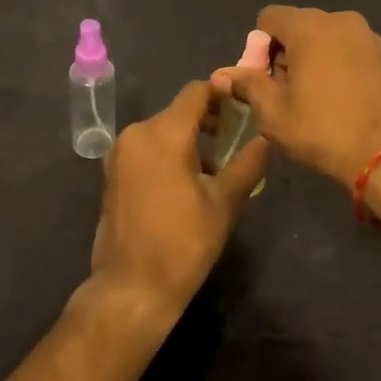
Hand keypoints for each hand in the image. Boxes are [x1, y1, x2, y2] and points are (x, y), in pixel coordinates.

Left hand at [88, 80, 270, 325]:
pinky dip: (167, 152)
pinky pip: (147, 148)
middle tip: (235, 141)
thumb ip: (248, 163)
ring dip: (188, 138)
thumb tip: (267, 138)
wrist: (132, 288)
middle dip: (208, 120)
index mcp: (163, 132)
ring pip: (162, 130)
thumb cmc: (183, 243)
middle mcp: (136, 133)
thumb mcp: (224, 202)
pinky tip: (186, 180)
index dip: (222, 94)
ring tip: (215, 166)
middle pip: (178, 111)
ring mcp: (120, 153)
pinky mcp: (113, 172)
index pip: (196, 92)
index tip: (244, 107)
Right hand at [216, 6, 380, 188]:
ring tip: (314, 97)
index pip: (268, 18)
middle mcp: (339, 20)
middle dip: (285, 53)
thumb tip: (223, 75)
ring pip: (324, 37)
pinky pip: (348, 48)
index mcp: (309, 27)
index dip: (259, 47)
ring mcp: (366, 35)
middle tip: (286, 92)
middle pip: (297, 26)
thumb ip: (248, 85)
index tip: (265, 80)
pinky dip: (337, 64)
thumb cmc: (324, 130)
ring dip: (312, 58)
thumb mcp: (274, 113)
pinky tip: (340, 98)